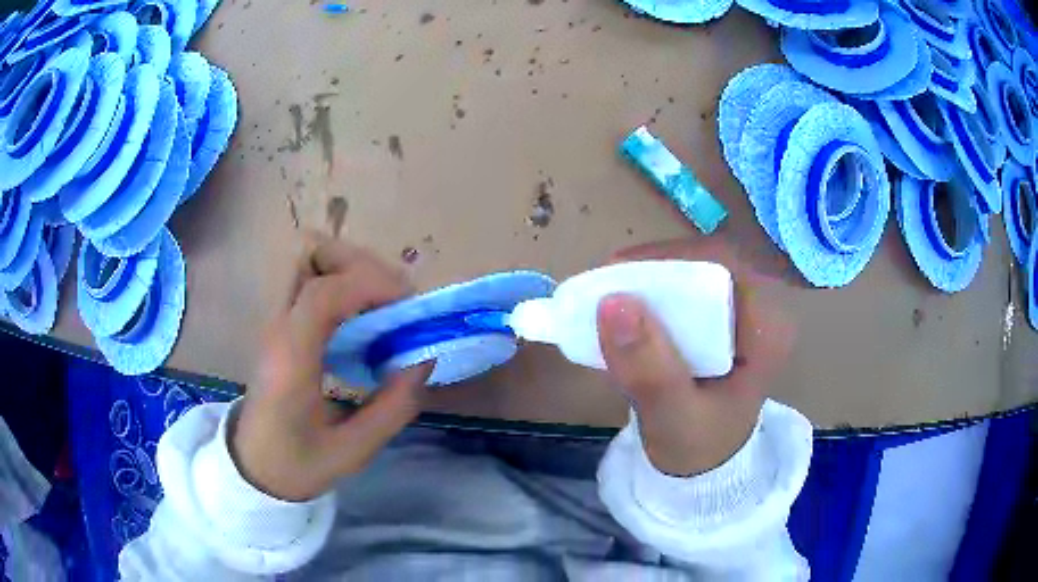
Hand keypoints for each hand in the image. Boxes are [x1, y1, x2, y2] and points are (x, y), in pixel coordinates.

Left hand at [231, 234, 430, 501]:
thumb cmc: (298, 463)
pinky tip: (360, 317)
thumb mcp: (354, 450)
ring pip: (306, 254)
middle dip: (356, 261)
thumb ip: (393, 406)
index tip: (408, 307)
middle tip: (389, 298)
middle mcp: (277, 325)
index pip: (324, 292)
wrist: (254, 467)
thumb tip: (423, 359)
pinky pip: (310, 276)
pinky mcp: (280, 322)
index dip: (372, 284)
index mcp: (290, 358)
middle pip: (306, 249)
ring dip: (348, 266)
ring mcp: (275, 319)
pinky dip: (340, 280)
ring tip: (378, 303)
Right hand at [598, 238, 793, 476]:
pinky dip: (653, 293)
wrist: (702, 469)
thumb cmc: (696, 449)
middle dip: (655, 269)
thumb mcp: (671, 417)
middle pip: (708, 263)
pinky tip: (627, 308)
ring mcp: (743, 313)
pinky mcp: (723, 319)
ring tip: (608, 294)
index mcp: (768, 331)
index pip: (725, 269)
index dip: (672, 260)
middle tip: (605, 284)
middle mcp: (762, 312)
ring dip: (650, 279)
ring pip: (694, 271)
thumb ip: (648, 370)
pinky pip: (687, 288)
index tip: (617, 274)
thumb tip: (611, 303)